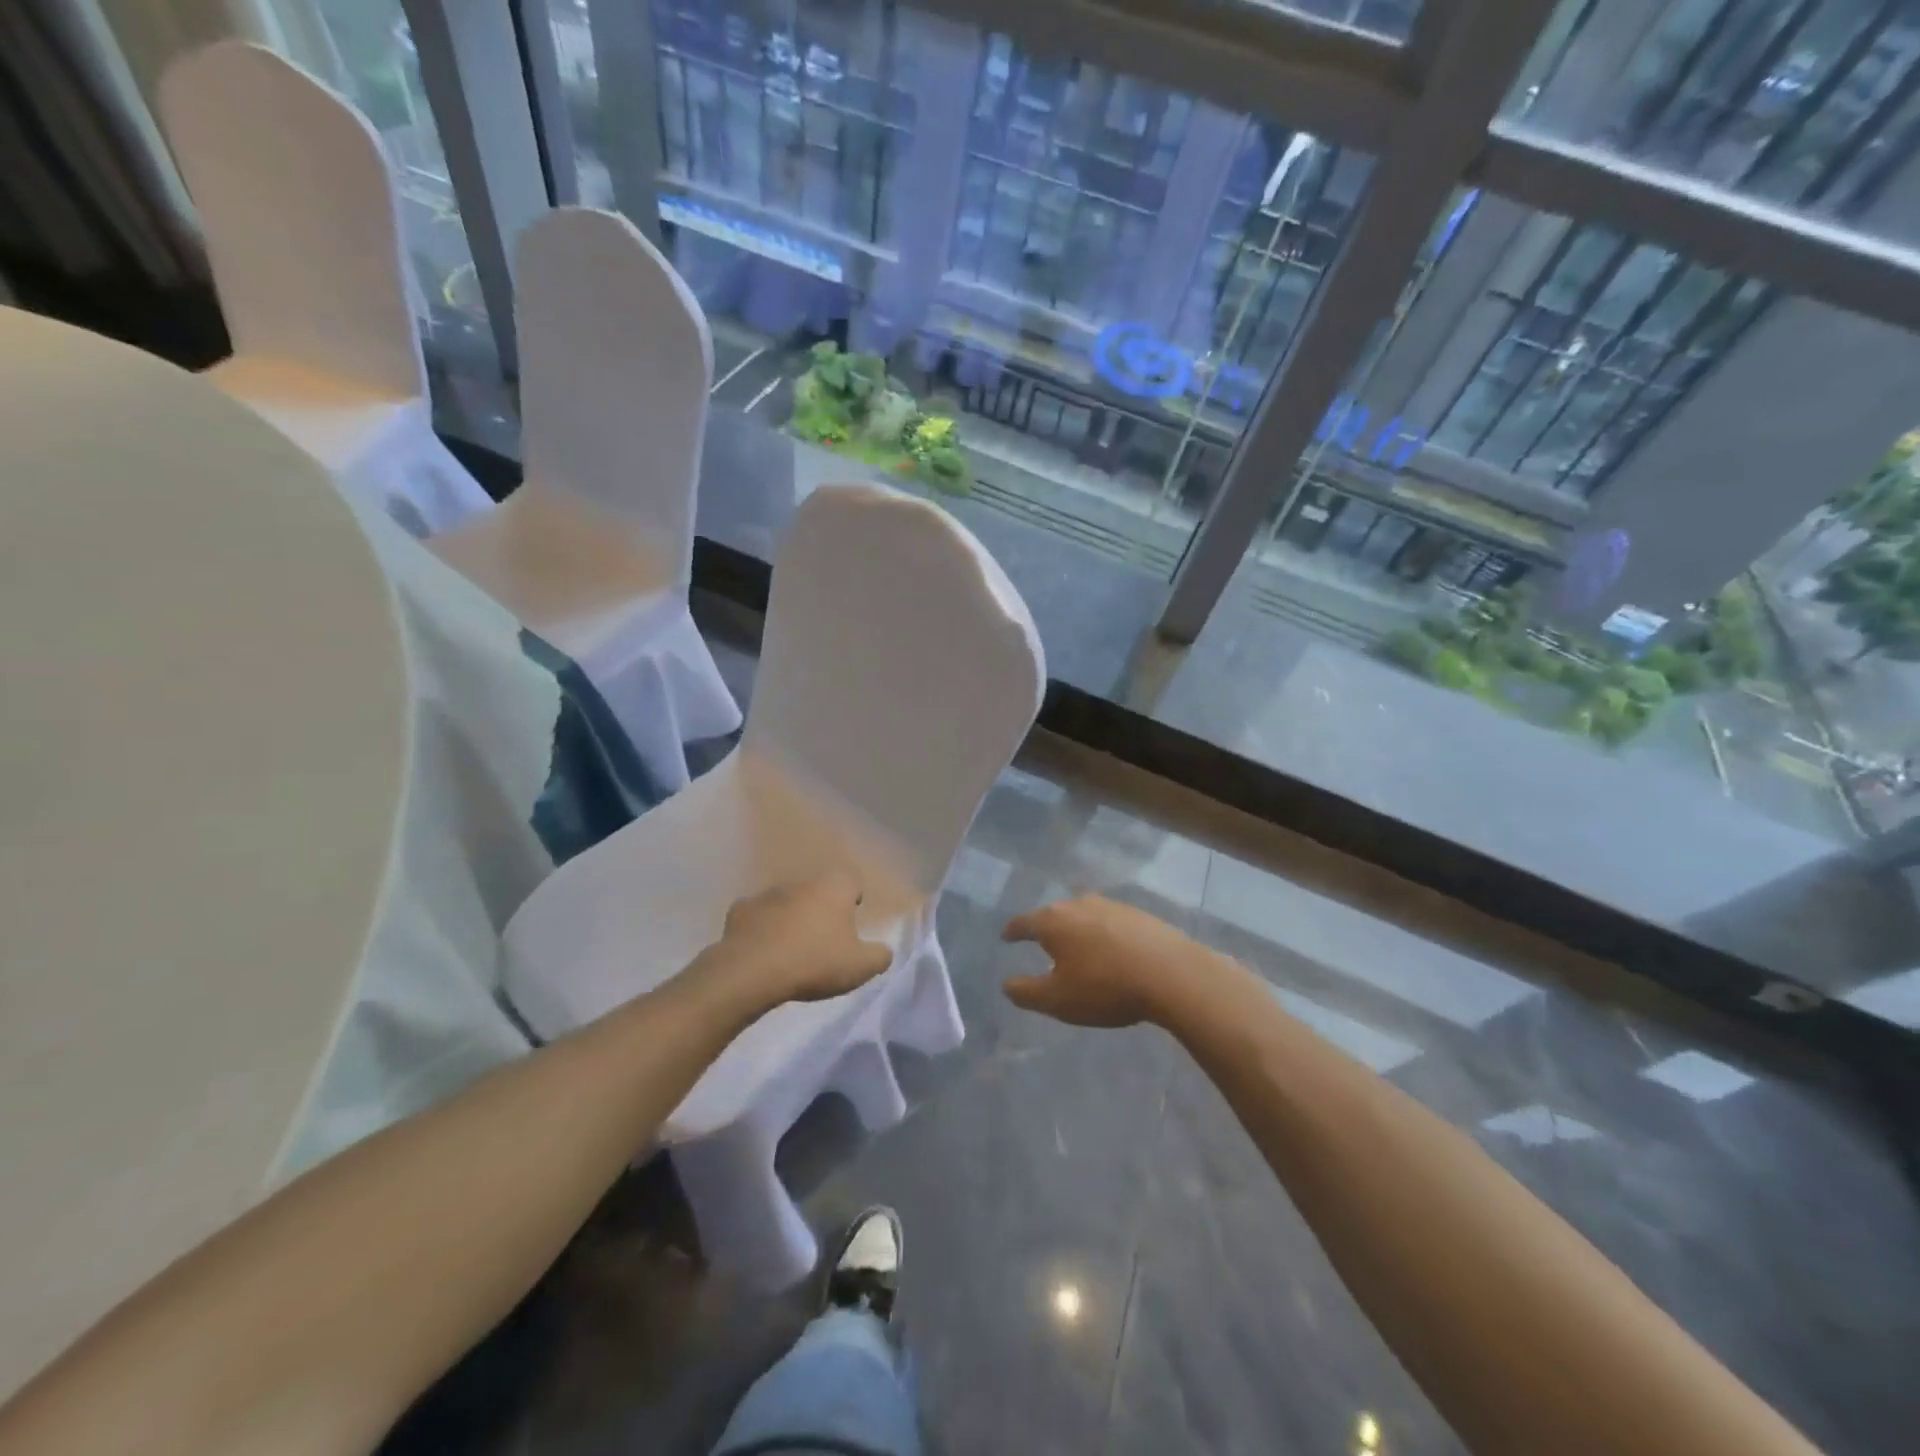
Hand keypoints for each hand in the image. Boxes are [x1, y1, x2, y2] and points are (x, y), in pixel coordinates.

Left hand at [704, 872, 892, 1009]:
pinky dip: (761, 928)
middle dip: (822, 909)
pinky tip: (762, 951)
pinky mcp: (740, 911)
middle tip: (824, 939)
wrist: (752, 972)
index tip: (852, 919)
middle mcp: (802, 882)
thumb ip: (880, 955)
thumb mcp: (861, 967)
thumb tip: (884, 950)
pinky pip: (757, 917)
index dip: (854, 898)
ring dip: (791, 917)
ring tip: (791, 948)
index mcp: (834, 887)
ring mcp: (768, 894)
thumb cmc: (815, 962)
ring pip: (787, 901)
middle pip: (818, 890)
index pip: (852, 881)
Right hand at [1000, 895, 1226, 1027]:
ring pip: (1083, 914)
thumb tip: (1006, 984)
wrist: (1171, 974)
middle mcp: (1078, 904)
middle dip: (1045, 927)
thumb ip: (1026, 992)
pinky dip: (1102, 932)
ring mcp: (1111, 905)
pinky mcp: (1138, 914)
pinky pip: (1109, 921)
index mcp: (1053, 921)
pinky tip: (1109, 948)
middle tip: (1040, 942)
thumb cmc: (1105, 987)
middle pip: (1053, 914)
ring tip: (1076, 946)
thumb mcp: (1057, 1000)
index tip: (1006, 936)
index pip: (1023, 922)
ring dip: (1076, 929)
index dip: (1012, 931)